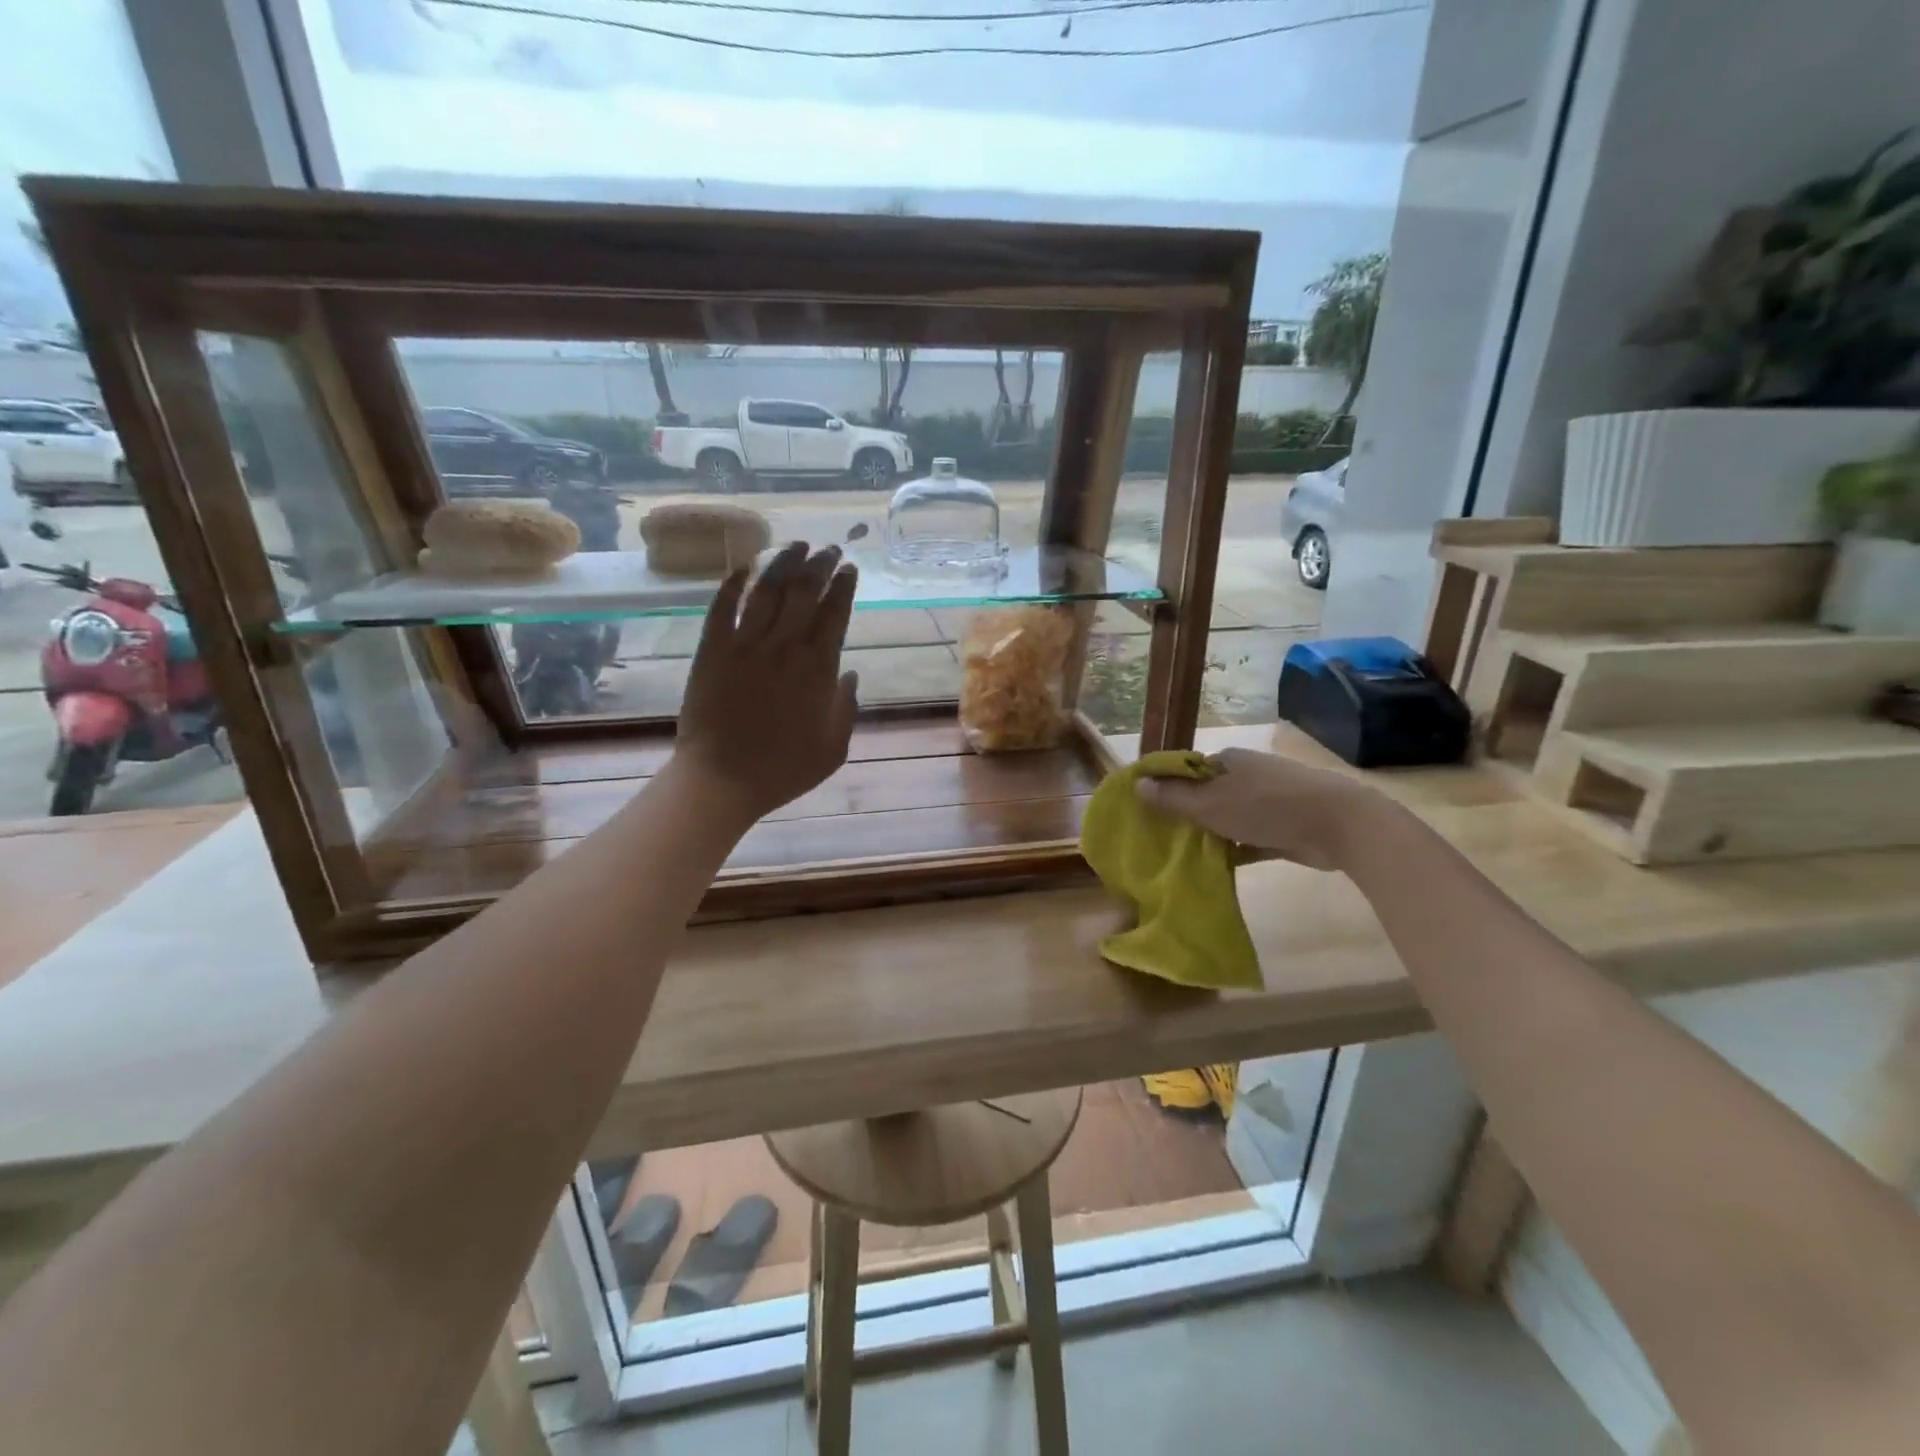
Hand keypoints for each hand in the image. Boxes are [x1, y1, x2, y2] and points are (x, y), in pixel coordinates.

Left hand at [676, 542, 858, 820]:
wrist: (722, 780)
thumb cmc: (784, 769)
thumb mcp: (834, 747)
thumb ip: (846, 707)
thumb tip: (851, 674)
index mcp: (818, 668)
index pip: (835, 613)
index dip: (844, 586)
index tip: (850, 568)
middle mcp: (784, 647)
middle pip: (804, 591)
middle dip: (820, 564)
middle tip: (830, 549)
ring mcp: (745, 645)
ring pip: (767, 590)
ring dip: (783, 563)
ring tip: (795, 545)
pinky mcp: (712, 651)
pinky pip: (722, 608)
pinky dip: (732, 584)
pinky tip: (742, 567)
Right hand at [1134, 746, 1390, 871]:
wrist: (1338, 824)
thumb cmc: (1266, 806)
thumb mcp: (1210, 803)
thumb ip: (1173, 798)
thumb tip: (1137, 784)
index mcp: (1227, 760)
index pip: (1187, 770)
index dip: (1166, 788)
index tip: (1146, 811)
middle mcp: (1246, 776)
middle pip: (1206, 795)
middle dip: (1187, 815)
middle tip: (1160, 839)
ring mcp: (1267, 802)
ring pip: (1228, 819)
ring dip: (1210, 835)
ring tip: (1181, 858)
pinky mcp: (1283, 828)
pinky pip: (1249, 840)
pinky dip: (1234, 851)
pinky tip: (1214, 868)